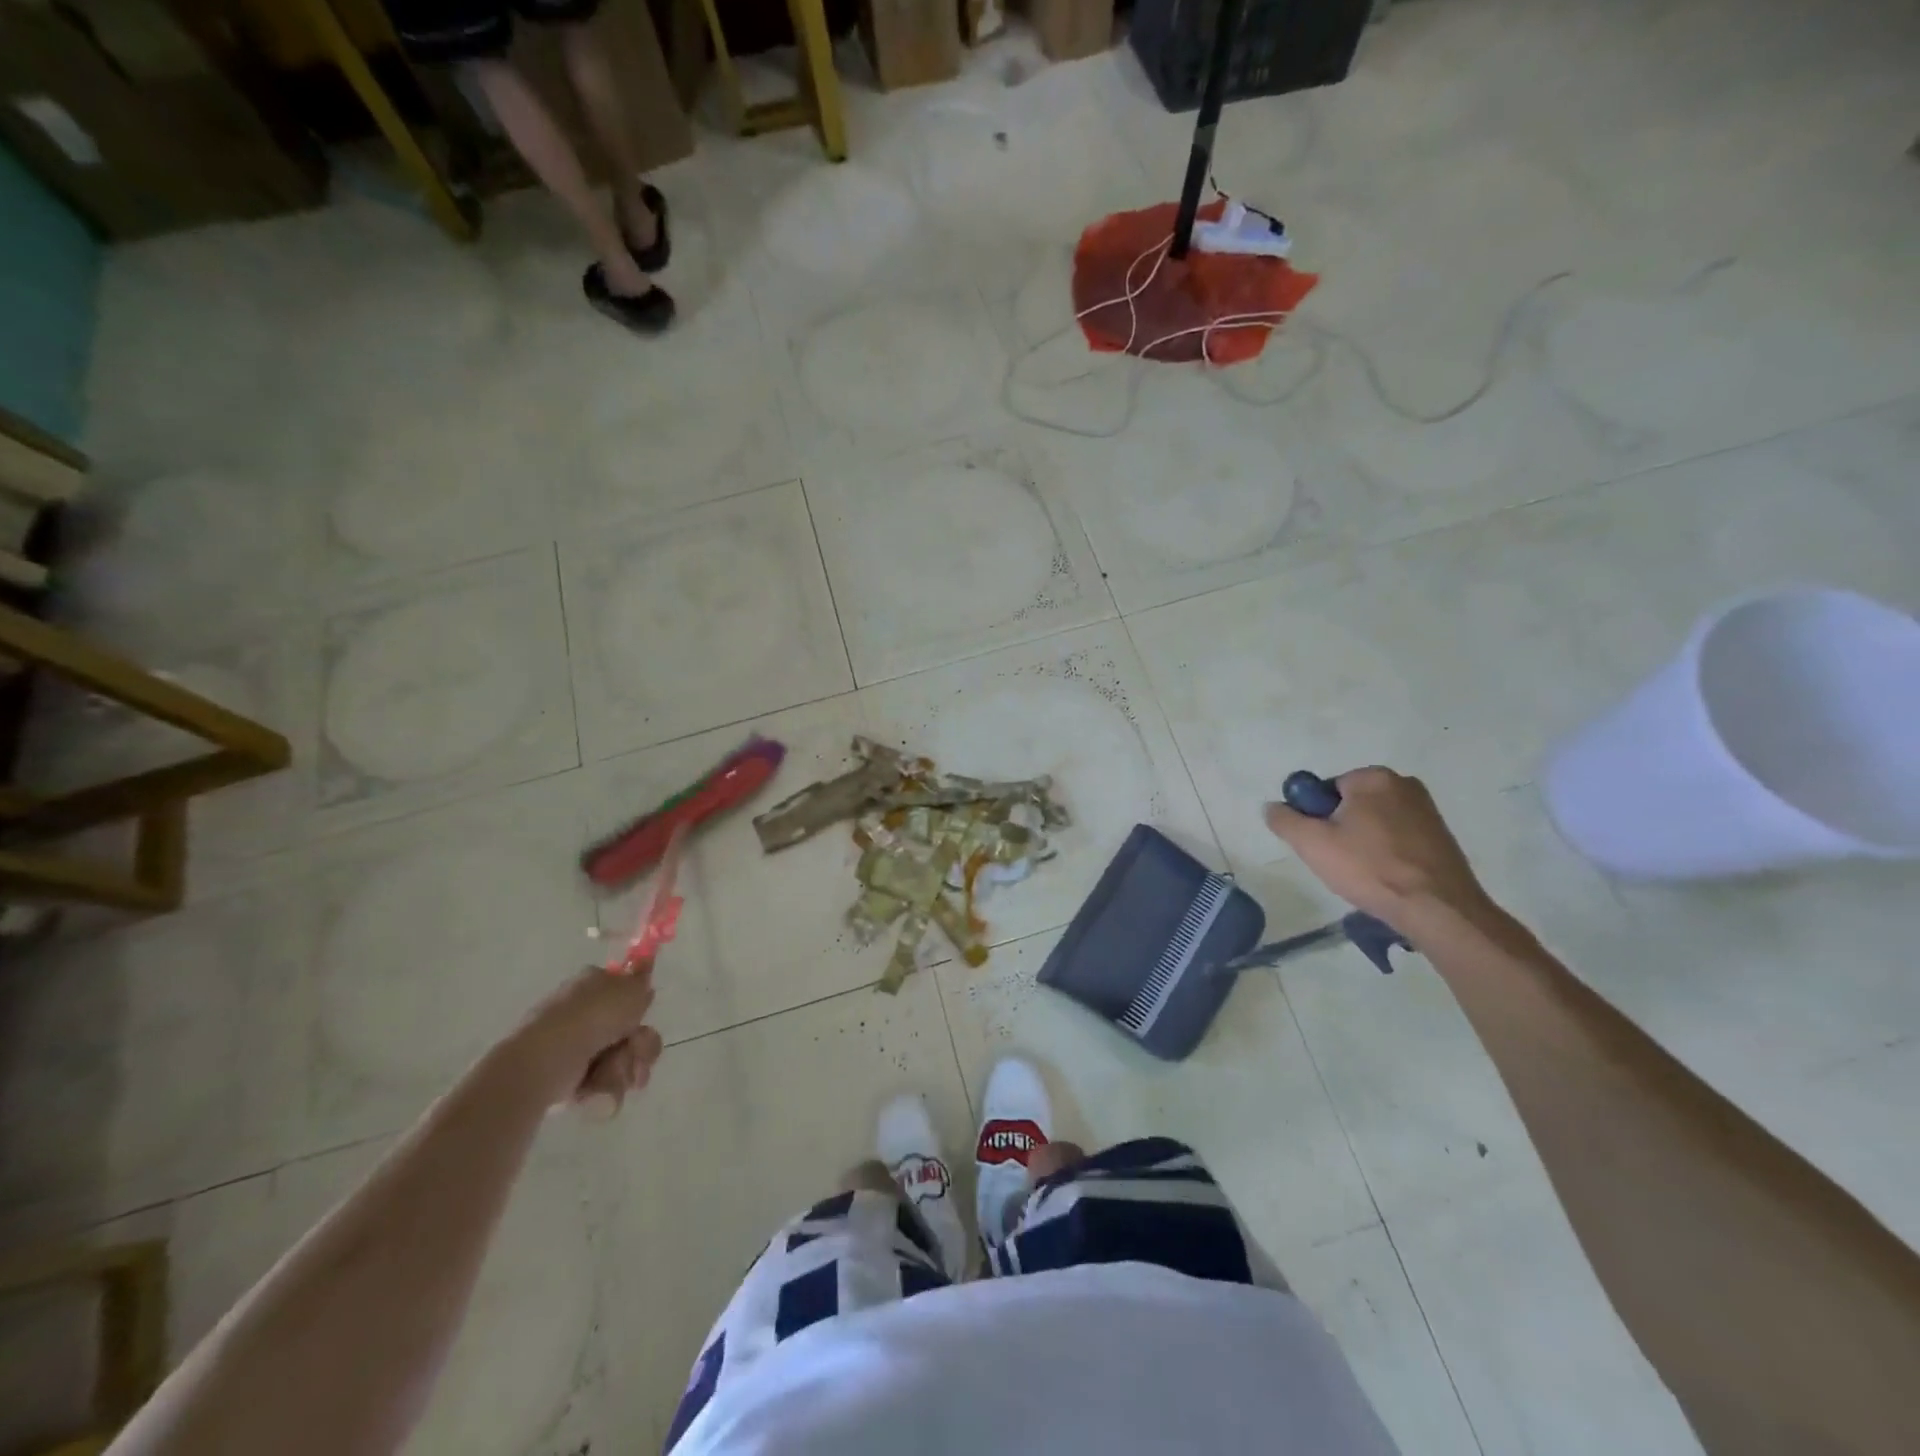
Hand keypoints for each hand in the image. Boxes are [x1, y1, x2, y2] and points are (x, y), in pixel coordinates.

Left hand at [502, 964, 664, 1114]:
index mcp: (593, 984)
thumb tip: (641, 984)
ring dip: (625, 1068)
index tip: (641, 1016)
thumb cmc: (591, 1017)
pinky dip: (605, 1088)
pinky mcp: (570, 1081)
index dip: (640, 1007)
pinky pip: (604, 1085)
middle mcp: (583, 1015)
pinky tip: (596, 1087)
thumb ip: (642, 982)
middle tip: (634, 1049)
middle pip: (632, 1032)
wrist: (548, 1059)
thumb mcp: (630, 988)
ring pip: (623, 1061)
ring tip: (611, 1072)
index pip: (626, 993)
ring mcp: (576, 1048)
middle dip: (640, 1046)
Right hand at [1264, 766, 1494, 927]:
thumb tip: (1272, 807)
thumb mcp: (1311, 843)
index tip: (1320, 845)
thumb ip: (1284, 820)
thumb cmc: (1369, 868)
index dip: (1315, 818)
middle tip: (1337, 862)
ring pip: (1374, 823)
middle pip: (1350, 804)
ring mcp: (1427, 810)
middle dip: (1339, 829)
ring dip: (1362, 843)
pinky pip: (1398, 838)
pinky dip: (1386, 853)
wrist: (1438, 909)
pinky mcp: (1442, 836)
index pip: (1325, 790)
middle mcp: (1404, 784)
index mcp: (1373, 777)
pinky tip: (1386, 877)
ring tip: (1364, 874)